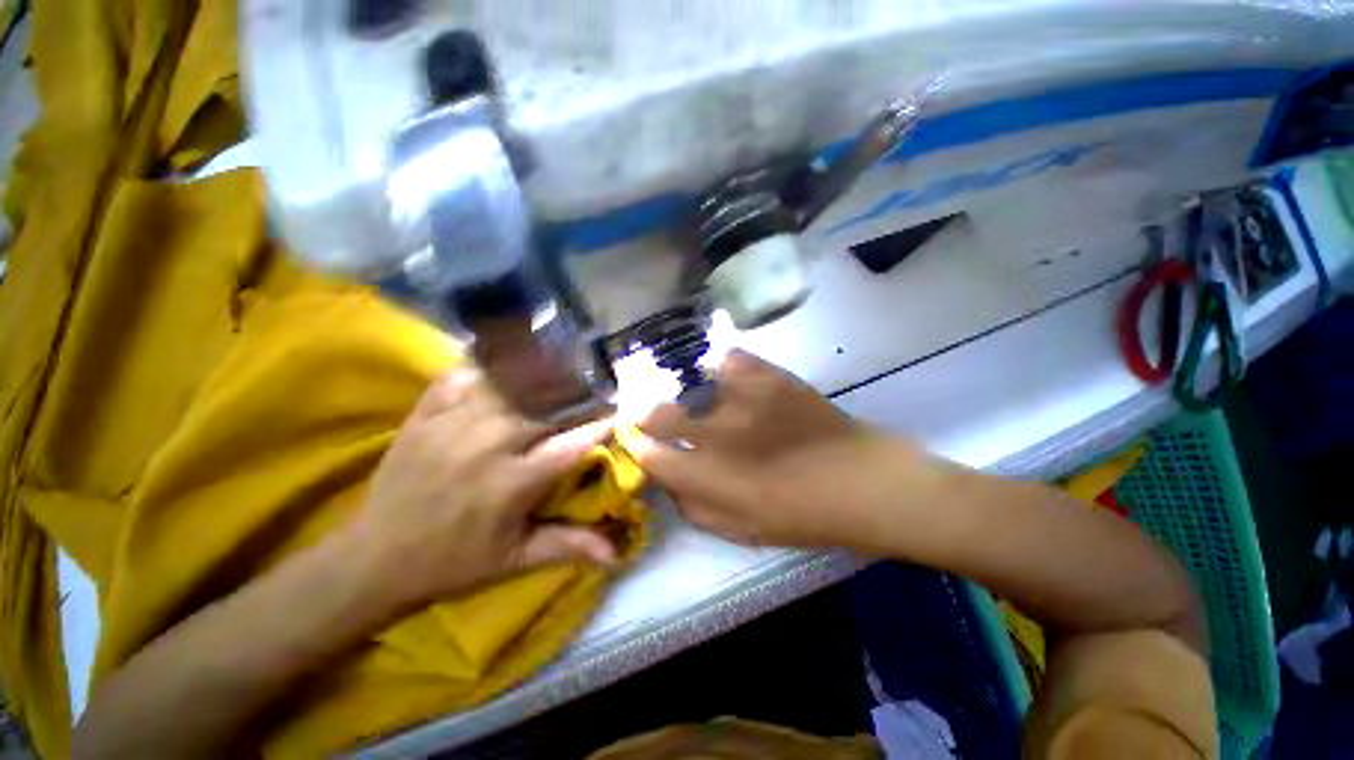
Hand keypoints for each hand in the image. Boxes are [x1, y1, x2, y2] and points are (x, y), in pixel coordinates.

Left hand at [349, 369, 616, 608]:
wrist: (374, 559)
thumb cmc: (454, 561)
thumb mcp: (515, 559)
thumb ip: (568, 546)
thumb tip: (618, 554)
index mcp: (513, 481)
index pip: (573, 444)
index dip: (603, 427)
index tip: (623, 415)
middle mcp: (488, 444)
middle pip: (545, 405)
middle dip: (575, 398)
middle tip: (591, 393)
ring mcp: (452, 423)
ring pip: (508, 383)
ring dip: (536, 378)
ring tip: (555, 372)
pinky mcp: (425, 415)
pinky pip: (462, 377)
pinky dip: (486, 370)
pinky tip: (501, 370)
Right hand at [629, 351, 951, 551]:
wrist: (859, 481)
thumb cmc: (799, 515)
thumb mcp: (739, 530)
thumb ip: (693, 506)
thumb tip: (668, 480)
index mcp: (708, 476)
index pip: (649, 454)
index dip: (636, 445)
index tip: (636, 440)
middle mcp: (716, 432)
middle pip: (659, 413)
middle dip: (648, 415)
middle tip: (656, 417)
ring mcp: (742, 398)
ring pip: (691, 384)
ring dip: (687, 394)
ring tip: (698, 398)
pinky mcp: (768, 375)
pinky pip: (730, 359)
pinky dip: (724, 368)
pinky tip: (730, 378)